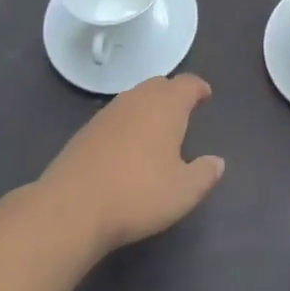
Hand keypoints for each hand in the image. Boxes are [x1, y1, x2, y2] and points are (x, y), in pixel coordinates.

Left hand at [37, 74, 223, 255]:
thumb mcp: (183, 192)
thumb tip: (217, 162)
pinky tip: (126, 147)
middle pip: (159, 85)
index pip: (187, 83)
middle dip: (173, 94)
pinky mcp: (86, 131)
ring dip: (148, 107)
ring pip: (135, 98)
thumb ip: (204, 174)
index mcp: (166, 105)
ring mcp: (108, 113)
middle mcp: (137, 99)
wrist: (72, 207)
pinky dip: (127, 123)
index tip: (205, 96)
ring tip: (156, 129)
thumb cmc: (138, 193)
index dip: (198, 88)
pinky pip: (116, 116)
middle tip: (183, 112)